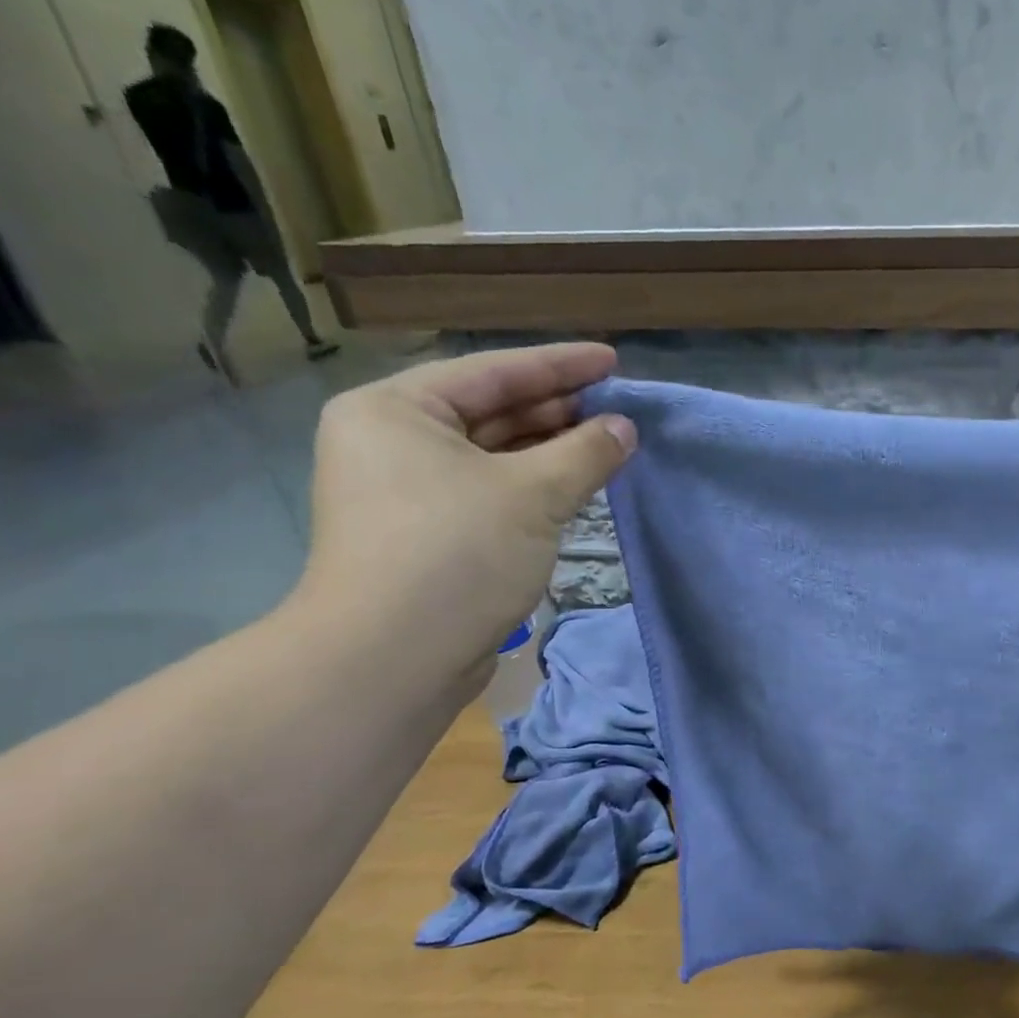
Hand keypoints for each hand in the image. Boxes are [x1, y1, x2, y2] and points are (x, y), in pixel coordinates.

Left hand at [297, 343, 635, 682]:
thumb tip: (625, 429)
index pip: (493, 371)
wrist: (394, 657)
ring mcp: (408, 492)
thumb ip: (585, 453)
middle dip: (557, 411)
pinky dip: (534, 488)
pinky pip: (491, 493)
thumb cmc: (456, 553)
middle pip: (491, 412)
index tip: (612, 360)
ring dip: (550, 452)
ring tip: (608, 445)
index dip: (560, 365)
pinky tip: (576, 487)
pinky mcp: (429, 535)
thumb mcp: (533, 495)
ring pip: (493, 457)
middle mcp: (393, 442)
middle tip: (619, 408)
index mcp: (396, 409)